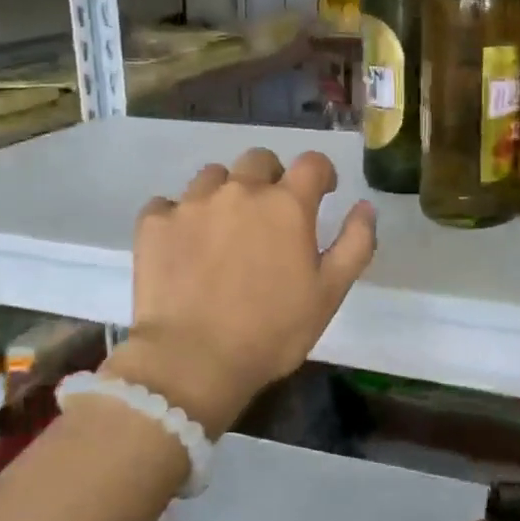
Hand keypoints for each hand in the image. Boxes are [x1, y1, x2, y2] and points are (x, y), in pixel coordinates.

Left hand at [102, 147, 376, 436]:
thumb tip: (365, 206)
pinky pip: (168, 204)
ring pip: (213, 176)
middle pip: (259, 160)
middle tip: (270, 214)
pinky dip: (179, 217)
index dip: (321, 173)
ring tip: (223, 228)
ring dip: (224, 192)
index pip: (312, 163)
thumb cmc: (272, 331)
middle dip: (271, 177)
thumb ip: (355, 244)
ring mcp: (192, 203)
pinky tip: (183, 245)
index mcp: (286, 205)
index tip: (321, 192)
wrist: (192, 360)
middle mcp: (240, 191)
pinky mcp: (154, 223)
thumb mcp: (329, 294)